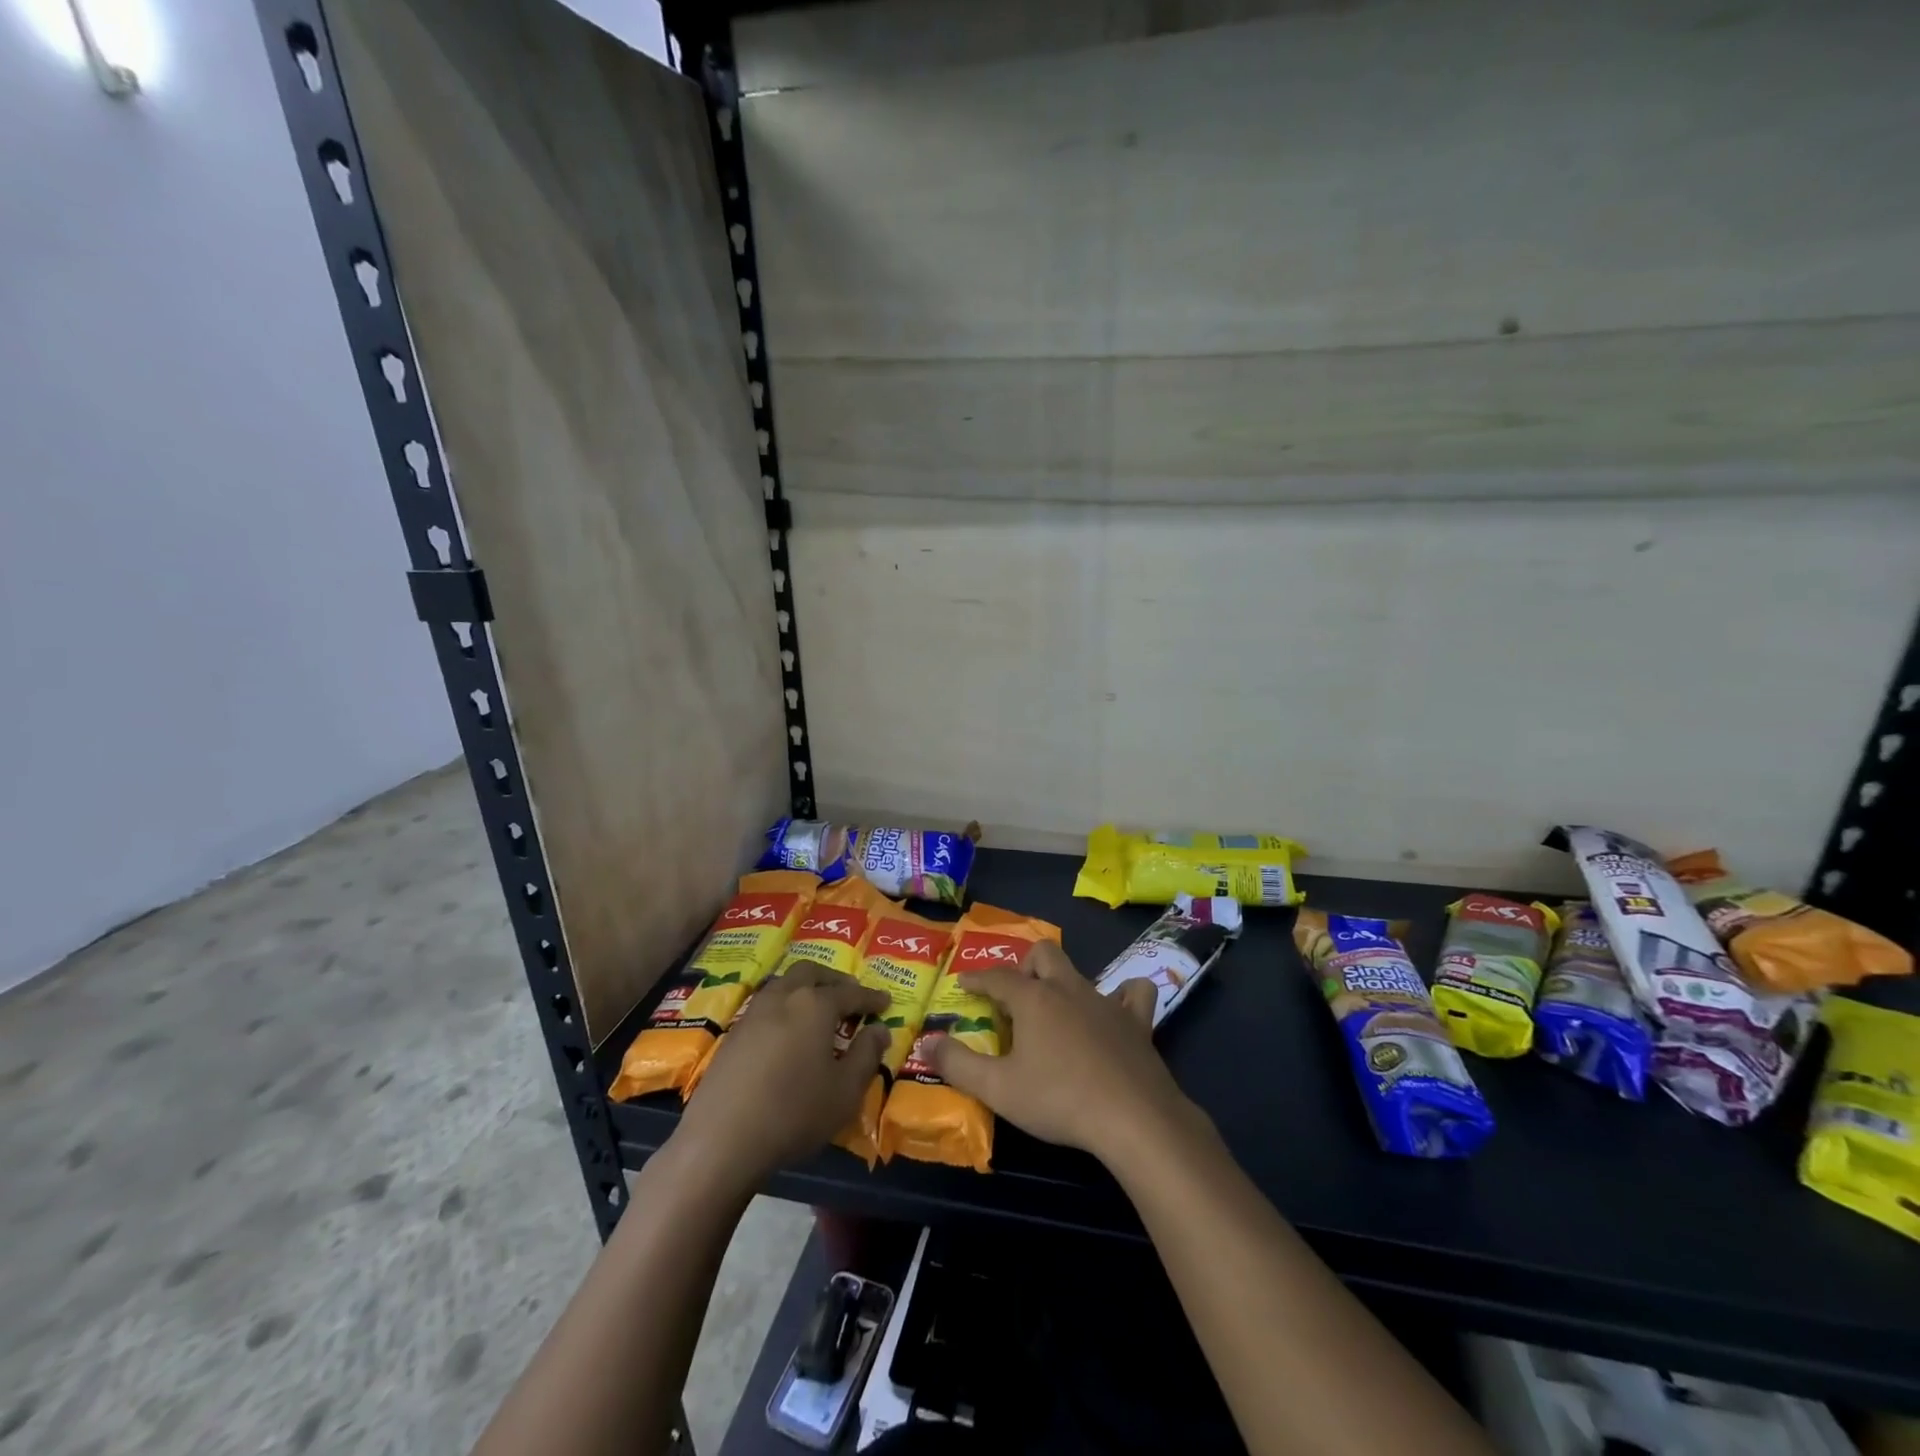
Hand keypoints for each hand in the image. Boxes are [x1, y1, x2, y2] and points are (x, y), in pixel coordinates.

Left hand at [677, 963, 887, 1186]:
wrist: (721, 1140)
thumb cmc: (794, 1112)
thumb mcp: (845, 1091)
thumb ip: (866, 1055)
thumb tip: (880, 1030)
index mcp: (815, 1005)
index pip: (850, 993)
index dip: (870, 998)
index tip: (886, 1002)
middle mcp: (783, 997)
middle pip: (811, 972)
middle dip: (834, 979)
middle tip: (850, 994)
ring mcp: (753, 1013)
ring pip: (784, 984)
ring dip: (805, 988)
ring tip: (818, 1009)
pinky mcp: (733, 1034)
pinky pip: (766, 1005)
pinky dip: (785, 1007)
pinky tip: (787, 1032)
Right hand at [927, 941, 1200, 1166]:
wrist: (1133, 1117)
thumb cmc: (1059, 1099)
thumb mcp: (998, 1089)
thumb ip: (958, 1064)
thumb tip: (925, 1043)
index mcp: (1033, 999)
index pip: (997, 977)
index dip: (977, 979)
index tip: (965, 983)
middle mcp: (1068, 988)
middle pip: (1042, 955)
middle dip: (1023, 966)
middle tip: (1013, 995)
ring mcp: (1105, 1002)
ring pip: (1080, 972)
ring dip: (1063, 982)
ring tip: (1054, 1007)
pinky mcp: (1136, 1022)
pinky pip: (1132, 994)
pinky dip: (1121, 997)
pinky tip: (1114, 1010)